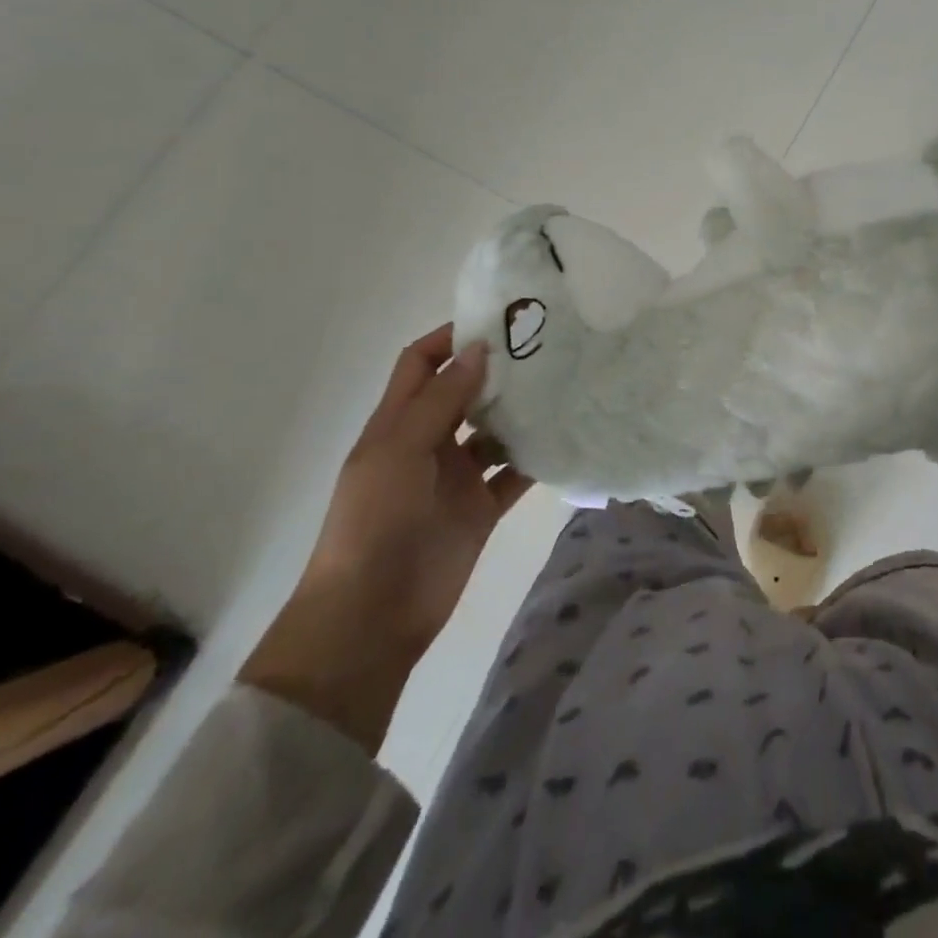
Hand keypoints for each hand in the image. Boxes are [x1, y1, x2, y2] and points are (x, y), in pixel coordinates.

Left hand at [241, 325, 531, 751]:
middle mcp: (428, 443)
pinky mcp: (482, 507)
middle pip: (464, 392)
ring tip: (565, 384)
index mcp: (397, 424)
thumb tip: (479, 348)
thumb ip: (441, 400)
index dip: (450, 338)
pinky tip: (567, 437)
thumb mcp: (400, 452)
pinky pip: (514, 473)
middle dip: (497, 370)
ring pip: (494, 430)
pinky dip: (536, 457)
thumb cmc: (374, 523)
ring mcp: (457, 476)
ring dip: (521, 412)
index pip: (420, 364)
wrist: (371, 616)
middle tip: (548, 347)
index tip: (498, 321)